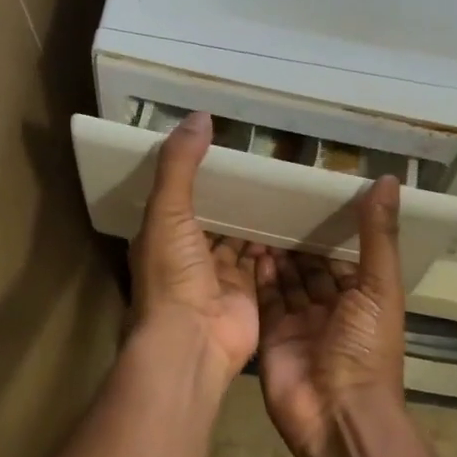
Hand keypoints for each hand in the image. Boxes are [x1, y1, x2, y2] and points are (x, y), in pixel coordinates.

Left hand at [129, 113, 259, 380]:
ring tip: (284, 183)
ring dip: (256, 217)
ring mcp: (219, 275)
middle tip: (265, 161)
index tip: (224, 143)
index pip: (180, 194)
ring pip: (240, 237)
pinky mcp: (247, 291)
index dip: (198, 171)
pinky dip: (275, 243)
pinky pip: (263, 260)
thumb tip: (199, 116)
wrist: (192, 341)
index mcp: (163, 233)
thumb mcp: (168, 210)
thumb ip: (181, 164)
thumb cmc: (172, 274)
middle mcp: (189, 254)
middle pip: (214, 215)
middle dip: (235, 194)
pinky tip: (294, 218)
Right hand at [254, 177, 406, 456]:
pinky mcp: (272, 335)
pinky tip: (251, 246)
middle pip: (311, 267)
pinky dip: (259, 275)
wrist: (337, 416)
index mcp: (362, 299)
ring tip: (259, 215)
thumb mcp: (379, 287)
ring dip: (277, 253)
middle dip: (298, 239)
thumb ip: (378, 235)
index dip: (330, 229)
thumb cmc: (367, 350)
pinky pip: (265, 299)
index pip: (343, 256)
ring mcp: (299, 323)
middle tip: (275, 200)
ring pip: (286, 280)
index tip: (311, 194)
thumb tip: (387, 179)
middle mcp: (331, 309)